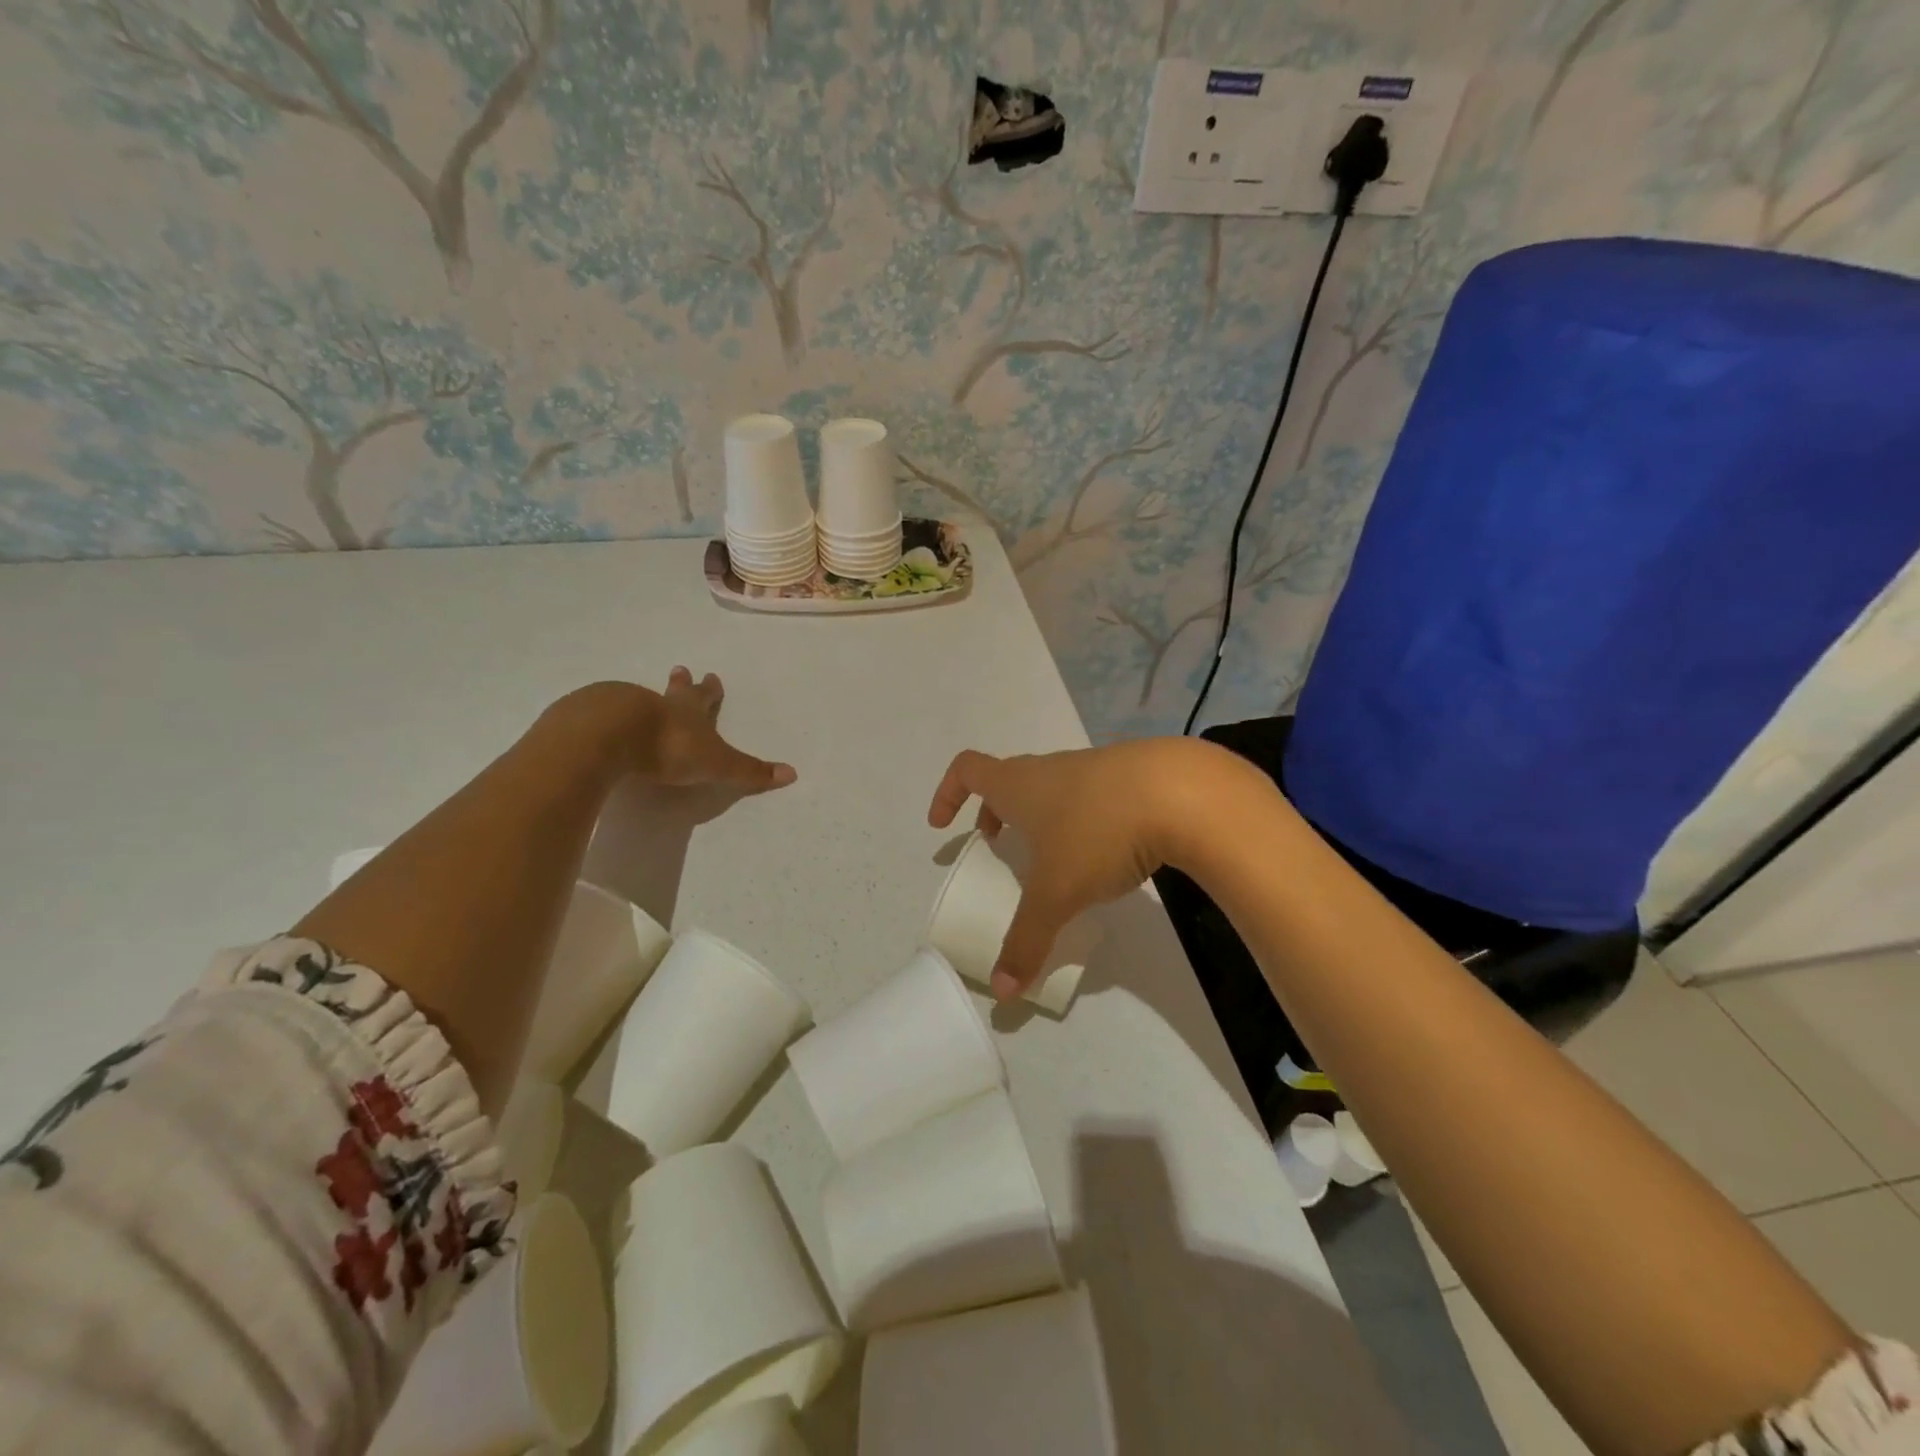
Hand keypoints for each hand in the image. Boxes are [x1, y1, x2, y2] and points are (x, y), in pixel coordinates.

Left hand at [546, 671, 796, 793]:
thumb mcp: (715, 764)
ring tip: (638, 702)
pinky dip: (602, 716)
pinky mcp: (584, 716)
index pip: (703, 697)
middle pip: (670, 691)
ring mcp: (617, 705)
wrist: (606, 737)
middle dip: (679, 683)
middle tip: (679, 668)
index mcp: (687, 711)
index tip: (711, 675)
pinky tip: (597, 723)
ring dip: (640, 701)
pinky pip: (597, 714)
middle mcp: (655, 702)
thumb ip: (749, 773)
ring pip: (633, 700)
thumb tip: (792, 774)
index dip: (710, 689)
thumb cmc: (668, 748)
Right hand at [926, 738, 1234, 998]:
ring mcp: (1095, 768)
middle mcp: (1052, 769)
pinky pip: (1094, 796)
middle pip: (1011, 780)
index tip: (944, 825)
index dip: (948, 793)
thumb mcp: (1056, 893)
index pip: (968, 770)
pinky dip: (1084, 819)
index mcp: (1020, 785)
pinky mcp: (1134, 778)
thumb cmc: (1098, 832)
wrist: (1184, 793)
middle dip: (996, 812)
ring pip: (1055, 788)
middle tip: (997, 846)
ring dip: (1043, 817)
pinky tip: (1109, 853)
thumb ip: (1026, 940)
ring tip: (1054, 859)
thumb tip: (1002, 990)